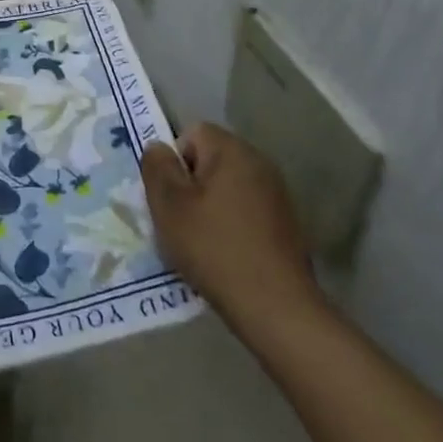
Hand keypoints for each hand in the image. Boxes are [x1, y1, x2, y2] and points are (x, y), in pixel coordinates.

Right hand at [141, 121, 320, 328]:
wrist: (275, 307)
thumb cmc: (214, 247)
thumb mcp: (169, 205)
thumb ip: (157, 167)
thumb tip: (158, 147)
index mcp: (232, 151)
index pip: (192, 134)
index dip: (174, 161)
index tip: (170, 196)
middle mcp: (259, 163)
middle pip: (210, 160)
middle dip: (190, 185)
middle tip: (178, 220)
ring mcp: (277, 194)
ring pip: (226, 187)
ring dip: (209, 207)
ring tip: (199, 241)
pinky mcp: (285, 224)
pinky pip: (244, 211)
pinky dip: (230, 225)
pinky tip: (224, 255)